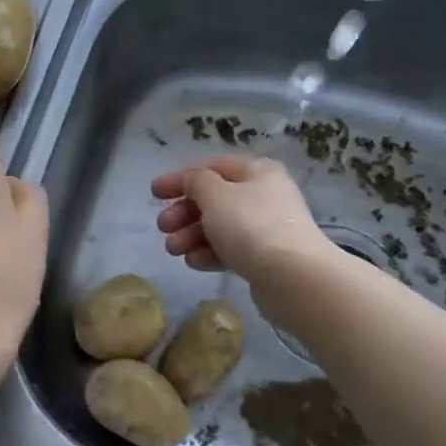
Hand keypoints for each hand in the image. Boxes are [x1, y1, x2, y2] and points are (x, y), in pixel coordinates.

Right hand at [152, 156, 333, 290]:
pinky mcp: (265, 257)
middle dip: (184, 212)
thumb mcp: (215, 195)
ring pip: (219, 226)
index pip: (210, 167)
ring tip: (174, 250)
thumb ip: (196, 182)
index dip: (179, 178)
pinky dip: (209, 253)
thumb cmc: (250, 226)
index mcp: (257, 171)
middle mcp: (264, 194)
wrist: (293, 277)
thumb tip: (192, 181)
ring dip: (191, 235)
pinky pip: (230, 249)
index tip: (153, 193)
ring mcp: (266, 227)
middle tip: (163, 227)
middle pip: (214, 198)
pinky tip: (194, 262)